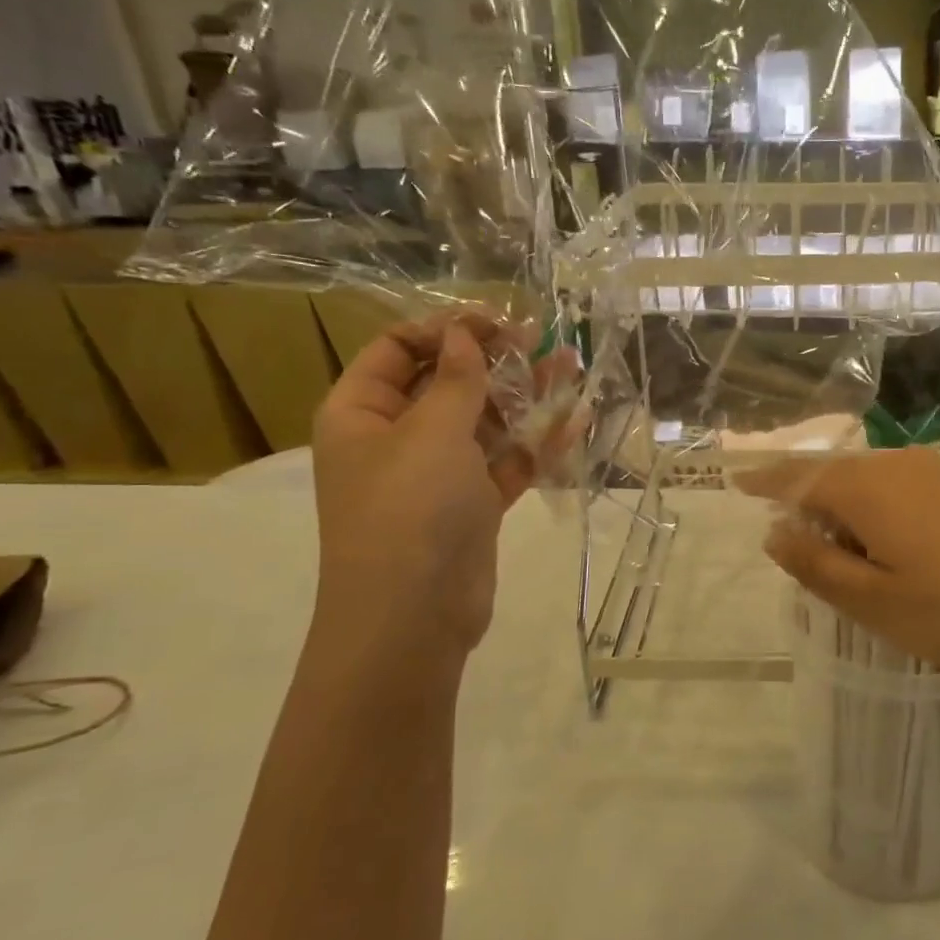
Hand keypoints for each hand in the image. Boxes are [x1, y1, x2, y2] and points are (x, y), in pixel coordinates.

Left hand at [310, 311, 572, 659]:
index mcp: (362, 412)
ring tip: (571, 367)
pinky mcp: (472, 505)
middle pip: (447, 383)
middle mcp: (397, 438)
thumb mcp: (432, 432)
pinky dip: (537, 443)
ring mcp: (437, 474)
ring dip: (525, 397)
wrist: (413, 615)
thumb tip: (464, 333)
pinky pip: (506, 462)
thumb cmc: (410, 509)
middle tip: (540, 341)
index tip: (495, 324)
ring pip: (484, 422)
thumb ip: (457, 379)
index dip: (445, 330)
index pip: (397, 350)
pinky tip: (577, 419)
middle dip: (493, 360)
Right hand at [738, 448, 939, 679]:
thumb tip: (774, 534)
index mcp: (864, 488)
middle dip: (805, 504)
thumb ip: (815, 564)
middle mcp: (894, 467)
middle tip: (792, 546)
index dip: (764, 482)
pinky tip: (884, 548)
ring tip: (838, 557)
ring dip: (841, 513)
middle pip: (832, 476)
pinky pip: (895, 491)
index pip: (797, 477)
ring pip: (865, 484)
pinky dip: (873, 514)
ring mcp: (931, 474)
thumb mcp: (873, 600)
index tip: (736, 483)